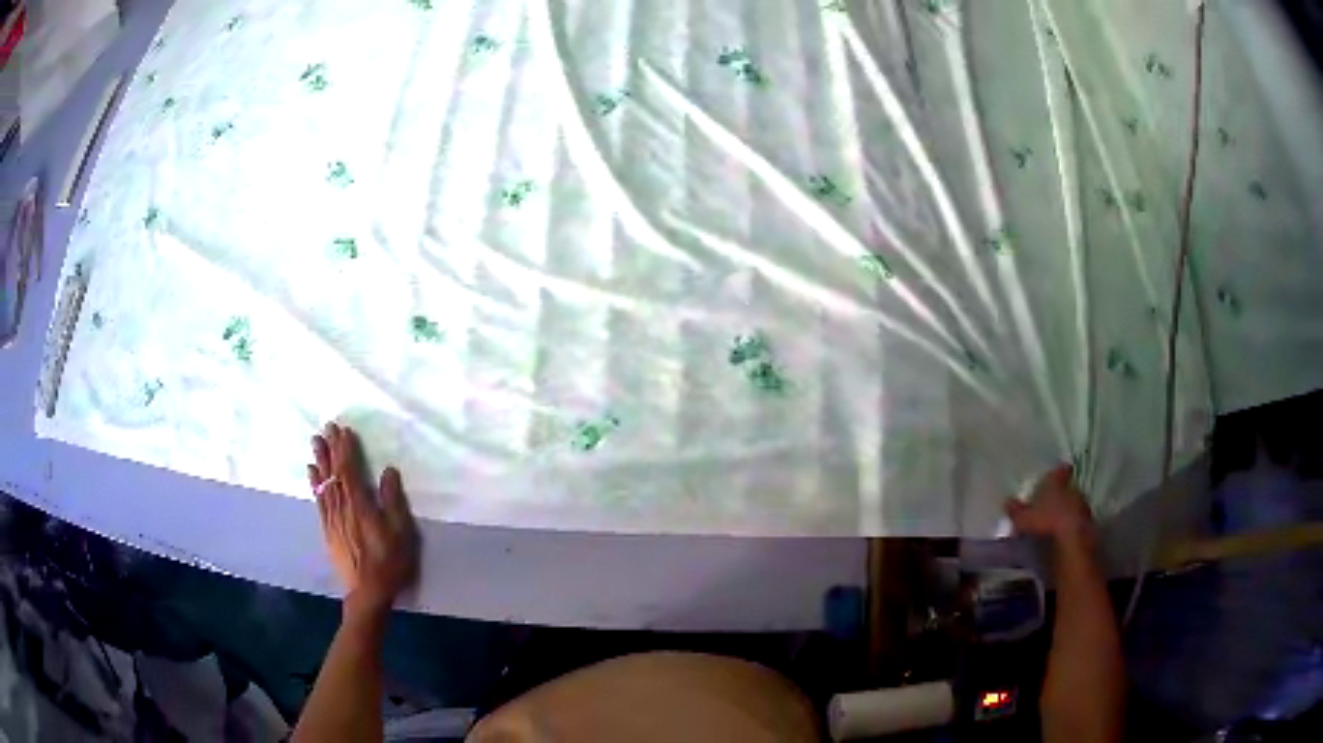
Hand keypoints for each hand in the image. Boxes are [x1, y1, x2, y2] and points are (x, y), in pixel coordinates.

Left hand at [308, 422, 419, 619]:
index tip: (343, 429)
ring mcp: (332, 518)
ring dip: (320, 461)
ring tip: (315, 442)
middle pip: (334, 473)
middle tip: (325, 427)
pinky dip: (315, 483)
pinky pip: (319, 500)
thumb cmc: (389, 562)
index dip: (346, 449)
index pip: (350, 470)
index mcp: (360, 505)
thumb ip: (393, 501)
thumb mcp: (400, 533)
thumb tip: (388, 471)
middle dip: (330, 449)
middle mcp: (342, 507)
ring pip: (324, 483)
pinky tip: (312, 473)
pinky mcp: (328, 530)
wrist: (368, 592)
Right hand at [1004, 464, 1096, 548]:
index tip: (1051, 478)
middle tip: (1048, 505)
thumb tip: (1006, 502)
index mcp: (1057, 481)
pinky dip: (1071, 526)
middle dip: (1059, 495)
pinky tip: (1062, 535)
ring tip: (1054, 524)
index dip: (1055, 474)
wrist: (1073, 541)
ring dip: (1066, 511)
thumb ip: (1015, 510)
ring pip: (1073, 504)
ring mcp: (1082, 505)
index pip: (1059, 470)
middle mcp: (1072, 488)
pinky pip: (1077, 521)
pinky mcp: (1088, 523)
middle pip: (1066, 488)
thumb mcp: (1023, 518)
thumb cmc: (1046, 521)